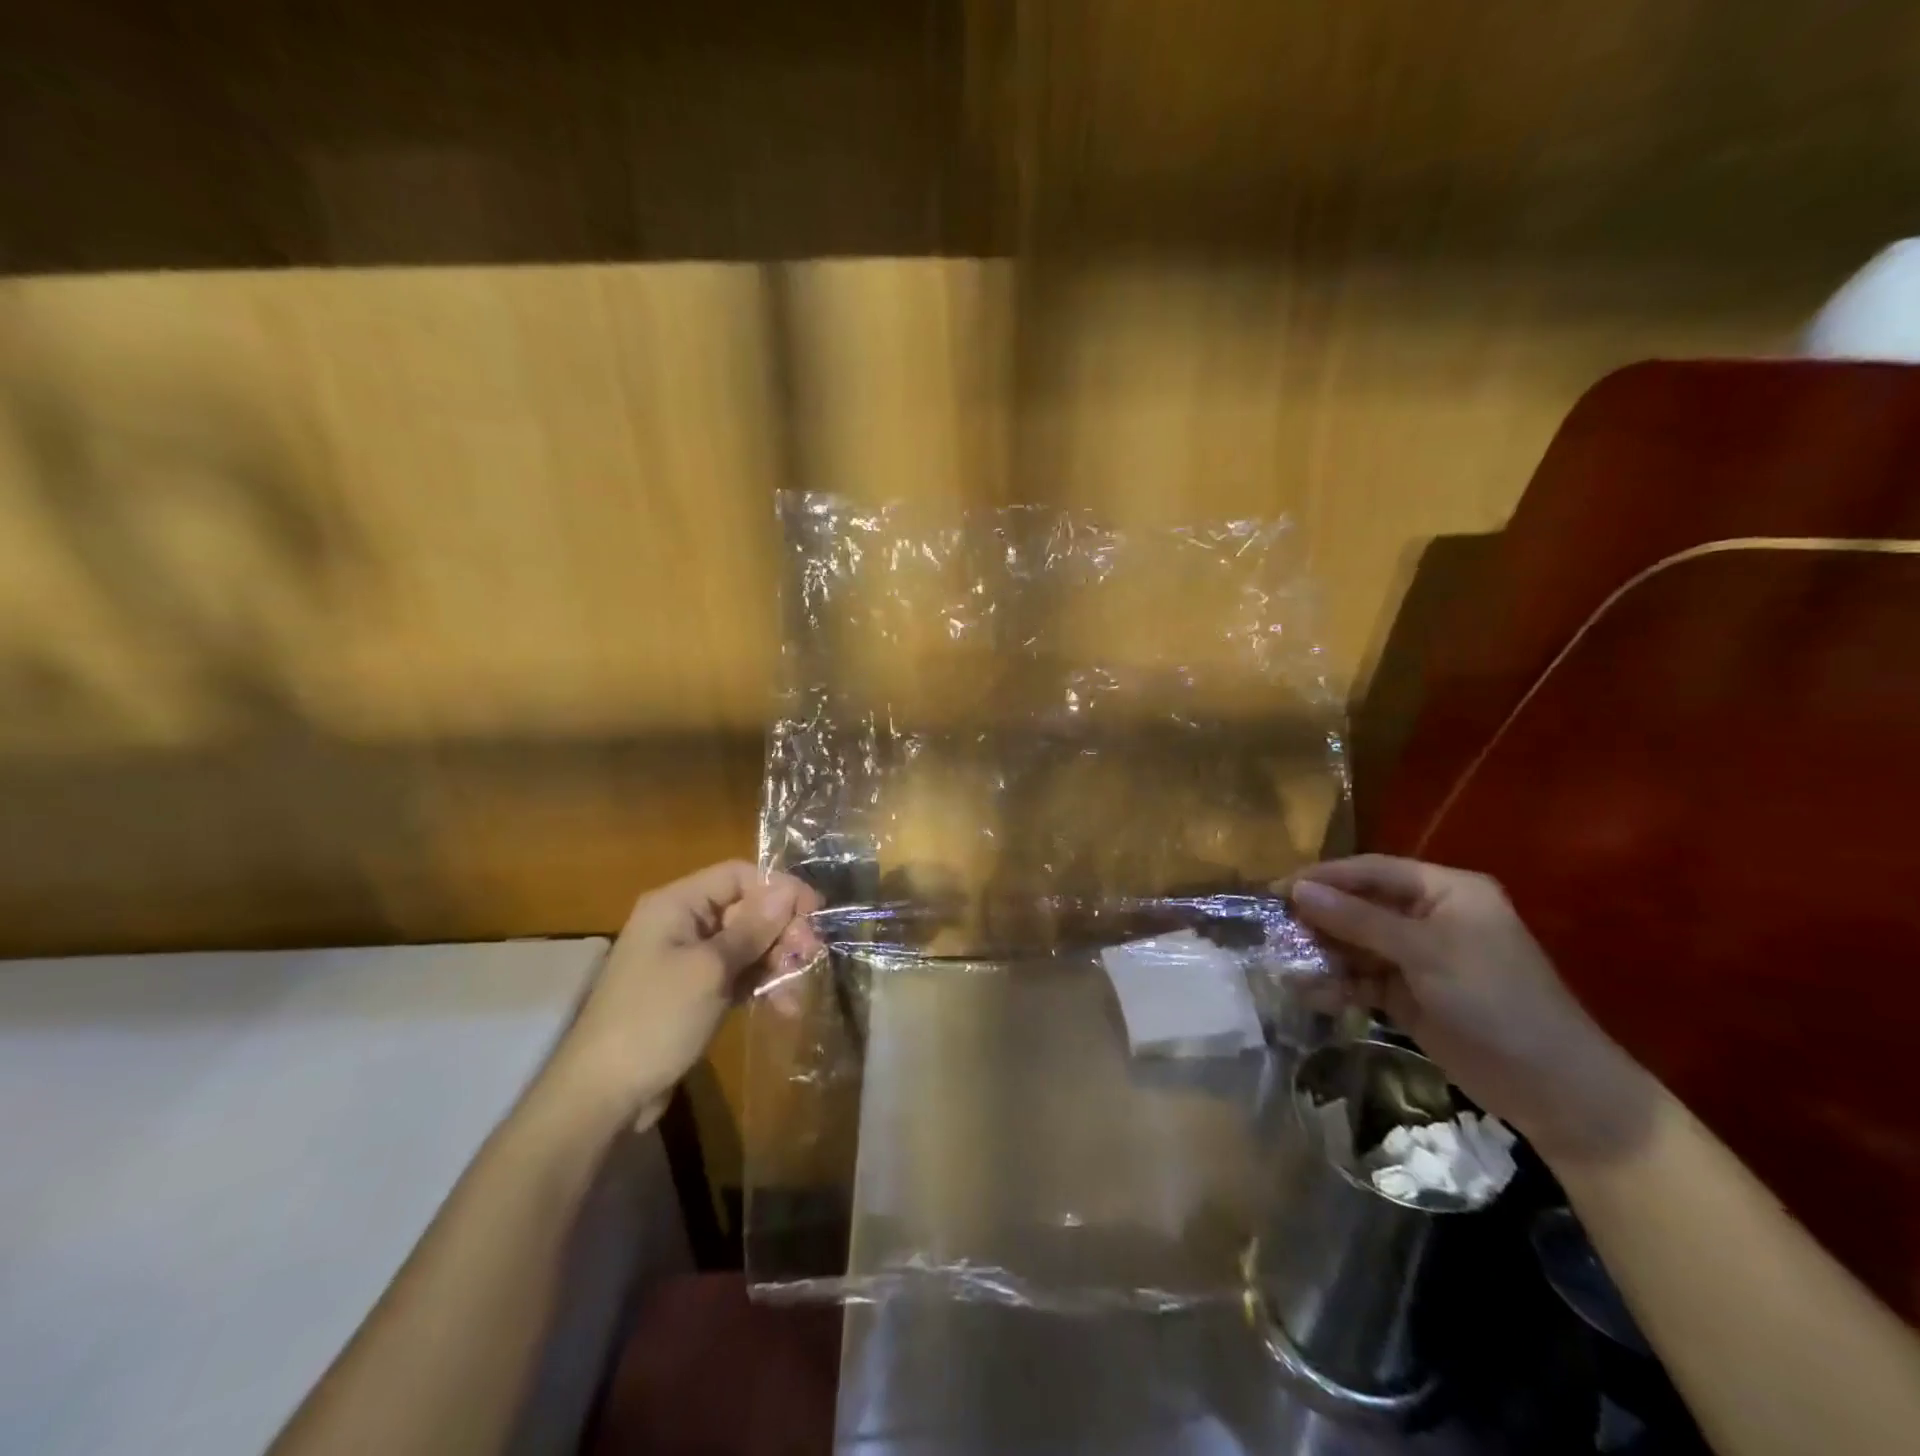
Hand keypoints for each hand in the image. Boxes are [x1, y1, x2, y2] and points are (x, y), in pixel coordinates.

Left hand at [551, 861, 822, 1125]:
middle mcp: (682, 923)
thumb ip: (753, 928)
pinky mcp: (694, 992)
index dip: (779, 889)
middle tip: (812, 957)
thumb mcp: (710, 970)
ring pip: (747, 945)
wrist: (602, 1095)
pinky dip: (761, 986)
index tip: (815, 913)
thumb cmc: (655, 1019)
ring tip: (799, 992)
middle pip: (747, 910)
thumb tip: (788, 890)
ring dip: (777, 963)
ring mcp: (687, 960)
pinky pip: (737, 975)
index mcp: (677, 904)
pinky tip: (784, 1008)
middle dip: (782, 931)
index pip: (739, 875)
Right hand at [1289, 855, 1656, 1167]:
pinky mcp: (1407, 993)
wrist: (1552, 1089)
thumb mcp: (1426, 952)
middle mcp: (1427, 916)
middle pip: (1358, 906)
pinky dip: (1336, 983)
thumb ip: (1359, 920)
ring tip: (1284, 964)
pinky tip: (1309, 992)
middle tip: (1273, 928)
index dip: (1323, 877)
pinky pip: (1360, 978)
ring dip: (1322, 953)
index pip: (1370, 871)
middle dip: (1318, 918)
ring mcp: (1416, 956)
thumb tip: (1298, 890)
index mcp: (1444, 891)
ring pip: (1354, 943)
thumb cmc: (1496, 1001)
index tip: (1277, 889)